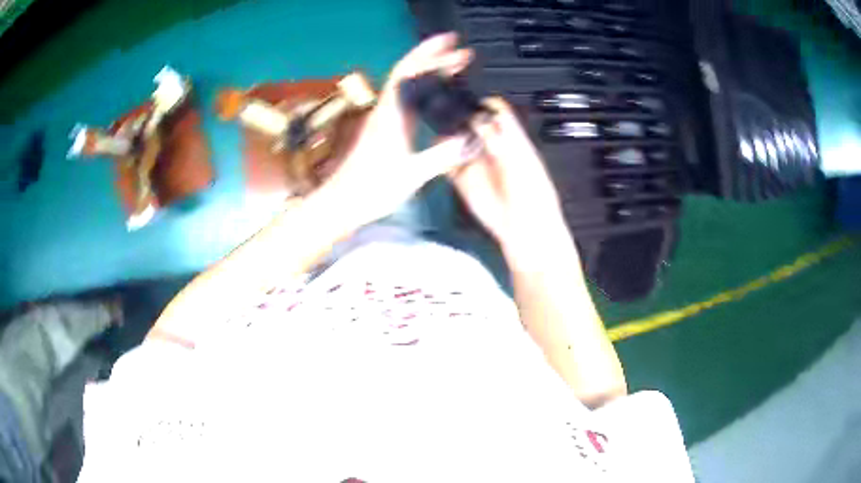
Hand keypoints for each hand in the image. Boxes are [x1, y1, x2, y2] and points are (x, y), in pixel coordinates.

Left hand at [316, 33, 473, 231]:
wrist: (344, 201)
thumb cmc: (371, 189)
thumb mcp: (411, 175)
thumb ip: (441, 156)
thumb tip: (469, 140)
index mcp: (392, 115)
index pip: (411, 73)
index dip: (432, 55)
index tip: (454, 45)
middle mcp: (387, 110)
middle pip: (408, 72)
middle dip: (432, 55)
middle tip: (458, 48)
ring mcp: (384, 118)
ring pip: (407, 84)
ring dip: (427, 69)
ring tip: (450, 63)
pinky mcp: (384, 128)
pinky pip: (406, 98)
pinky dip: (423, 87)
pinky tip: (434, 92)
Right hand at [448, 98, 568, 256]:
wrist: (525, 228)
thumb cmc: (533, 195)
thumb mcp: (520, 160)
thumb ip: (500, 139)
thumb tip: (481, 121)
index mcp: (511, 139)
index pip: (496, 112)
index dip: (483, 103)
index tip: (471, 101)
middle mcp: (491, 147)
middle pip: (471, 122)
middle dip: (460, 118)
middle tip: (453, 120)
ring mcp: (475, 162)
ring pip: (455, 141)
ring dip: (447, 137)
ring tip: (445, 140)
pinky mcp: (462, 179)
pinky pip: (445, 164)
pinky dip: (439, 159)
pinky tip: (438, 156)